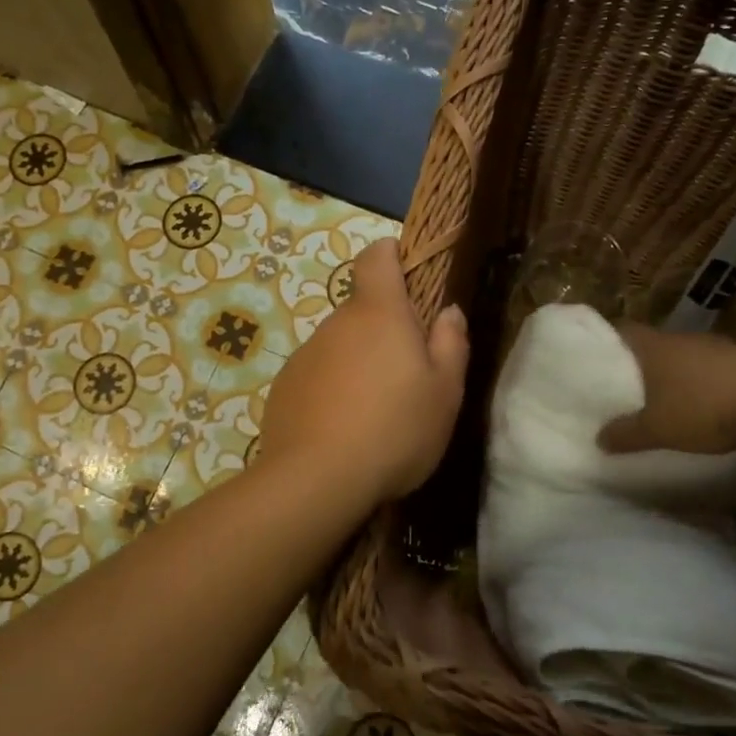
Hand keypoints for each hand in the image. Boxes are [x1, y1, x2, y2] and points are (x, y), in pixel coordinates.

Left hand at [260, 237, 468, 501]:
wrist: (316, 479)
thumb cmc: (395, 430)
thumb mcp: (445, 393)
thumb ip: (451, 344)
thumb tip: (448, 311)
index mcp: (379, 313)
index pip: (376, 257)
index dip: (391, 256)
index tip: (407, 275)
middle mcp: (336, 323)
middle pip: (363, 311)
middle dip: (384, 332)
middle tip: (406, 378)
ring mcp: (305, 355)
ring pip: (340, 347)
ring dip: (358, 365)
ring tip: (374, 414)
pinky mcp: (284, 386)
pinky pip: (317, 376)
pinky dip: (331, 391)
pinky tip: (342, 430)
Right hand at [598, 325, 735, 454]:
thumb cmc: (703, 411)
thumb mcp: (656, 430)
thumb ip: (624, 433)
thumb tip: (599, 438)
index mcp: (656, 346)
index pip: (621, 330)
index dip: (605, 343)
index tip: (593, 359)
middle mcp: (684, 339)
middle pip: (653, 344)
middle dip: (639, 363)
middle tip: (624, 385)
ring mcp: (718, 348)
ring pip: (684, 356)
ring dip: (673, 373)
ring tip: (662, 398)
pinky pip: (711, 369)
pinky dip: (701, 383)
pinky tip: (702, 405)